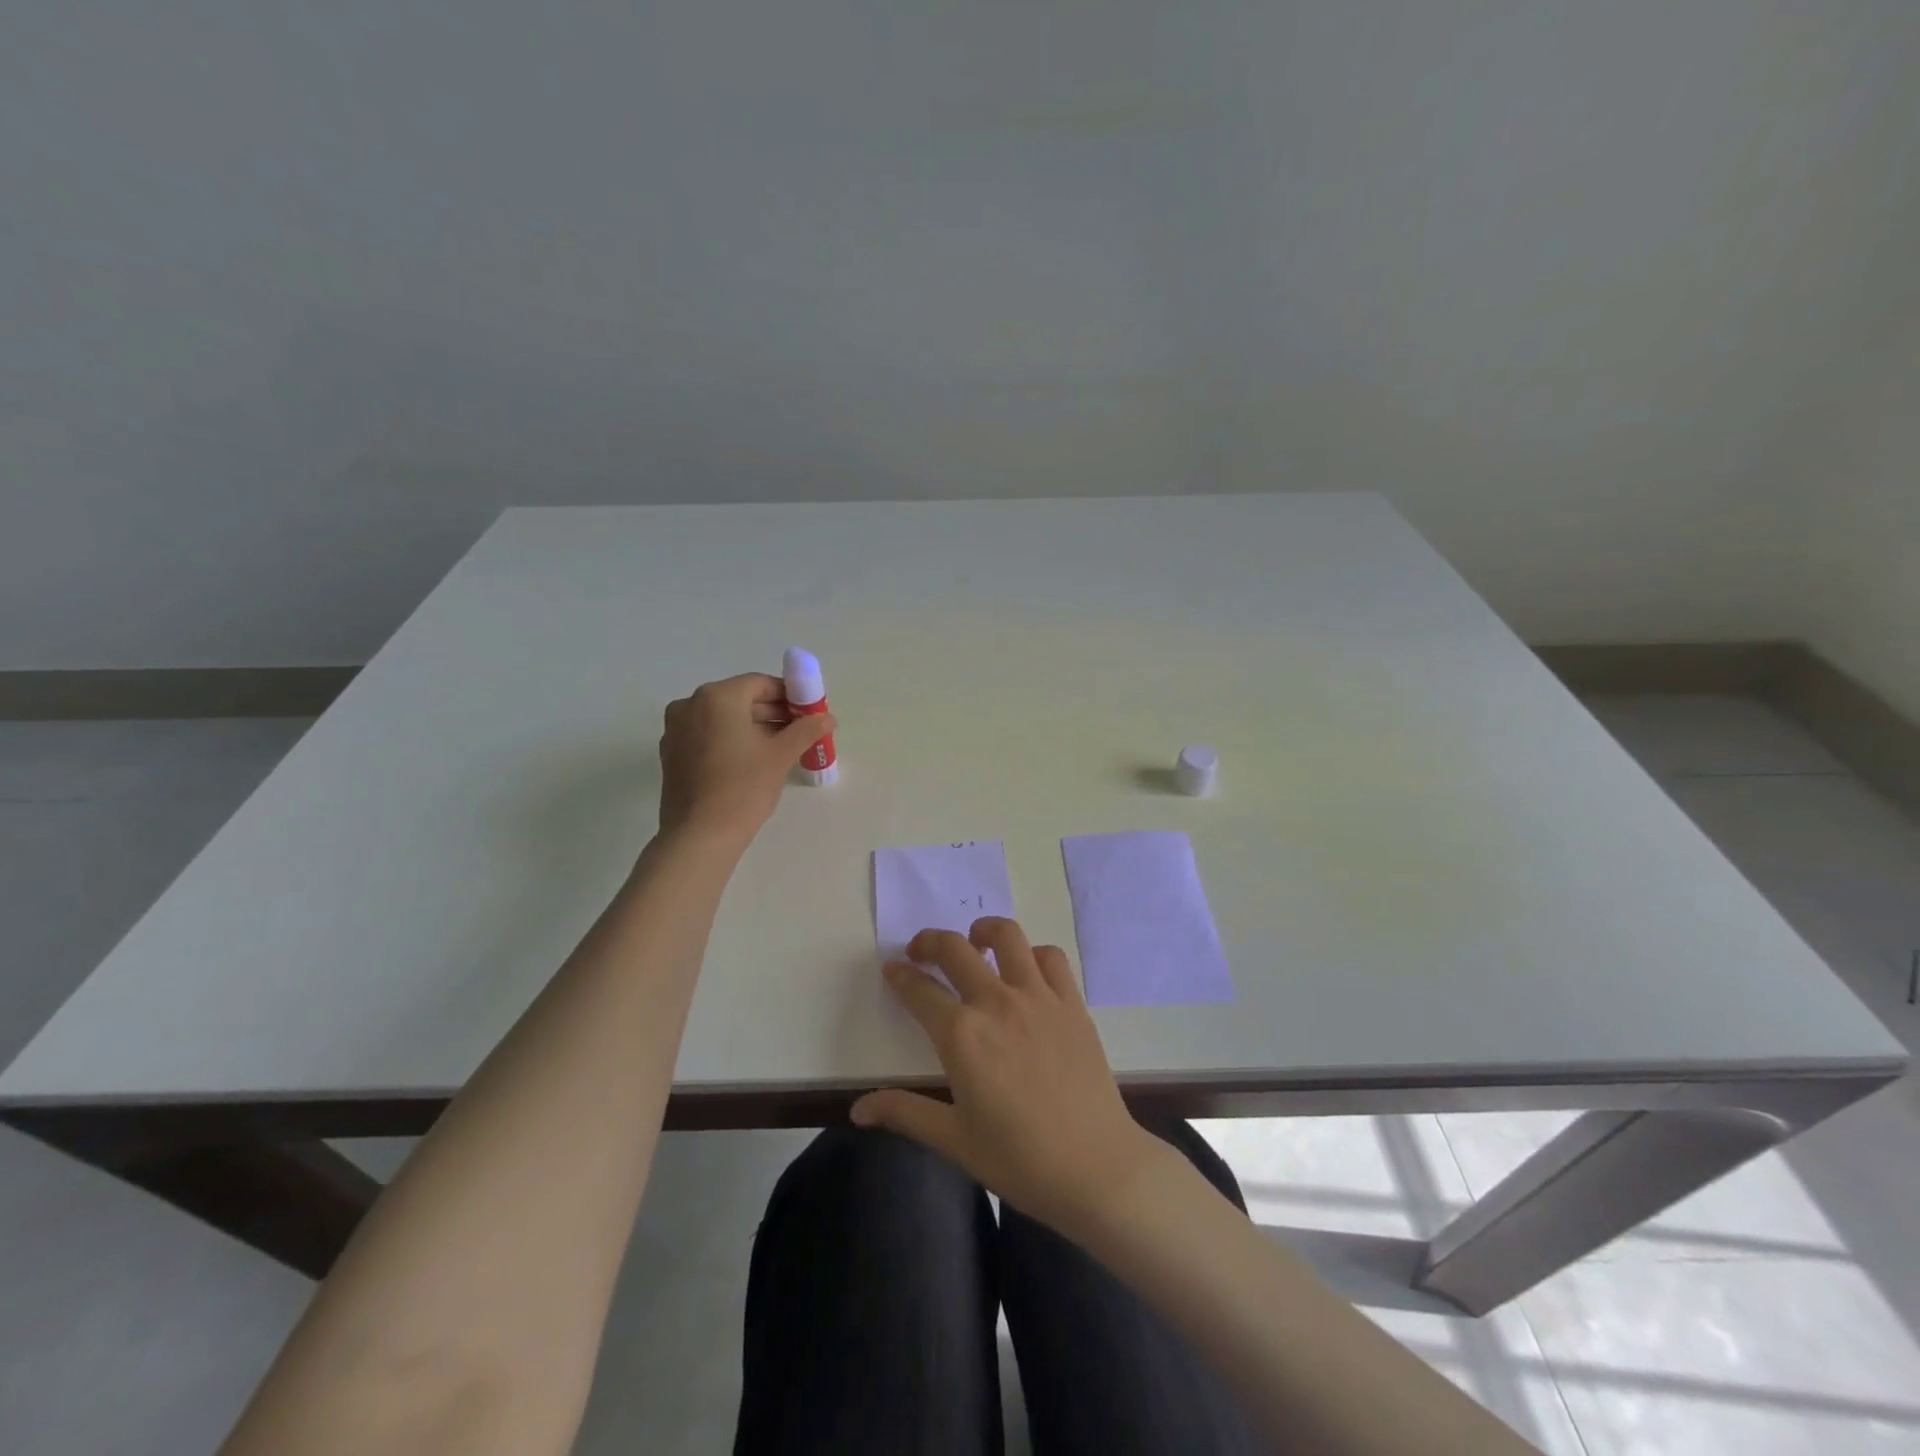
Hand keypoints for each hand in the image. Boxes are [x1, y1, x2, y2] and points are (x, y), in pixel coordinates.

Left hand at [656, 673, 834, 843]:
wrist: (699, 836)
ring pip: (723, 718)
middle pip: (740, 699)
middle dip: (772, 712)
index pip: (760, 684)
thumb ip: (806, 730)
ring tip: (781, 748)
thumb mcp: (781, 756)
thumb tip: (828, 718)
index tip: (809, 713)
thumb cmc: (743, 788)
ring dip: (753, 727)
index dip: (789, 695)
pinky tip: (752, 761)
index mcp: (717, 697)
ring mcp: (676, 729)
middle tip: (800, 732)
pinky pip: (708, 735)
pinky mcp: (672, 753)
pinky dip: (731, 740)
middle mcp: (691, 705)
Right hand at [851, 917, 1157, 1234]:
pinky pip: (1051, 958)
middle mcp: (996, 1002)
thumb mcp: (954, 1140)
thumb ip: (905, 1113)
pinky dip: (1033, 953)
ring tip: (976, 943)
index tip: (892, 970)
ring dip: (984, 931)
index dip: (900, 976)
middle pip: (955, 949)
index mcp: (962, 1036)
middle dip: (930, 941)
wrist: (1096, 1168)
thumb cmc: (1019, 1160)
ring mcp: (1038, 997)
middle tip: (921, 951)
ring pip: (1007, 936)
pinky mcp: (1071, 1003)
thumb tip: (857, 1110)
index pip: (920, 991)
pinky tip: (1026, 971)